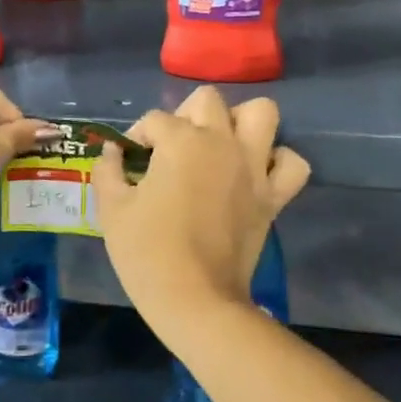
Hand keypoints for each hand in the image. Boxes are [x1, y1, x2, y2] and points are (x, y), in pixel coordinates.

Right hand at [91, 87, 309, 340]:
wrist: (196, 300)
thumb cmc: (147, 253)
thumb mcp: (112, 210)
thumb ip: (108, 171)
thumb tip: (112, 151)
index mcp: (181, 141)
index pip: (154, 120)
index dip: (136, 138)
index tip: (129, 163)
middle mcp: (222, 142)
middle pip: (207, 100)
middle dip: (185, 116)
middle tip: (172, 149)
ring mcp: (254, 166)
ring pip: (261, 113)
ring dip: (240, 122)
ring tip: (220, 145)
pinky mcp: (274, 196)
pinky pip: (292, 163)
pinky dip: (278, 162)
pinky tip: (256, 173)